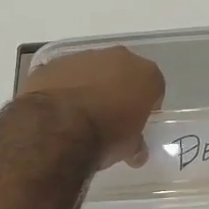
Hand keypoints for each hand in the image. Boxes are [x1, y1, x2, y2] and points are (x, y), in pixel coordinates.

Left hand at [18, 47, 165, 169]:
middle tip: (110, 116)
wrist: (57, 128)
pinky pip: (65, 75)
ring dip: (90, 86)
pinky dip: (64, 87)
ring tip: (80, 115)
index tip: (137, 122)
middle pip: (123, 72)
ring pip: (93, 70)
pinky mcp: (54, 63)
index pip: (154, 87)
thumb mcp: (128, 147)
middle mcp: (118, 57)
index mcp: (145, 74)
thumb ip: (135, 142)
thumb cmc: (105, 136)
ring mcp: (84, 56)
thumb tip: (136, 151)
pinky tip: (58, 110)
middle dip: (118, 90)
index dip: (146, 106)